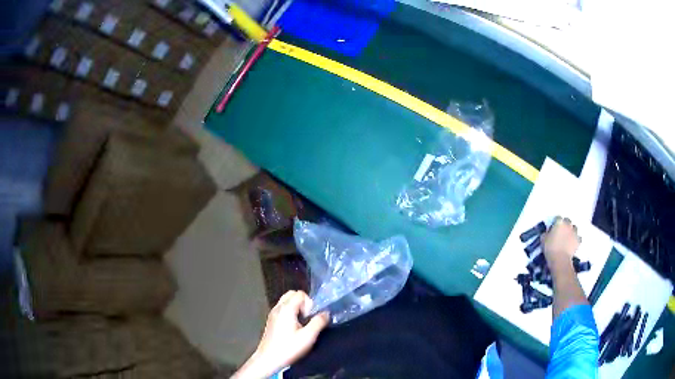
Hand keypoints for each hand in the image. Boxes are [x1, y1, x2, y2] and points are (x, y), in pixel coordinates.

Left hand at [232, 291, 329, 378]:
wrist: (268, 359)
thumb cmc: (288, 348)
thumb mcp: (308, 336)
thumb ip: (318, 322)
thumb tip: (326, 313)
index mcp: (286, 309)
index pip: (300, 293)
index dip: (309, 303)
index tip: (310, 317)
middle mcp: (278, 307)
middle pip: (292, 294)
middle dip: (303, 303)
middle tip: (307, 318)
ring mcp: (272, 314)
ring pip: (286, 301)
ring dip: (296, 308)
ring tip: (301, 323)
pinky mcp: (271, 321)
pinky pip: (282, 309)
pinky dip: (290, 313)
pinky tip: (293, 328)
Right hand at [543, 216, 579, 265]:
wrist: (560, 260)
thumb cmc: (550, 248)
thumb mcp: (543, 240)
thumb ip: (545, 234)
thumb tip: (547, 233)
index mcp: (559, 222)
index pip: (557, 218)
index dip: (555, 223)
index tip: (552, 228)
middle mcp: (568, 224)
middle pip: (567, 220)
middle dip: (564, 225)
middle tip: (560, 232)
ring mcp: (574, 232)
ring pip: (574, 228)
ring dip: (571, 230)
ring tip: (567, 237)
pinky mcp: (578, 240)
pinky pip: (578, 237)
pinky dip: (576, 239)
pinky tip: (572, 243)